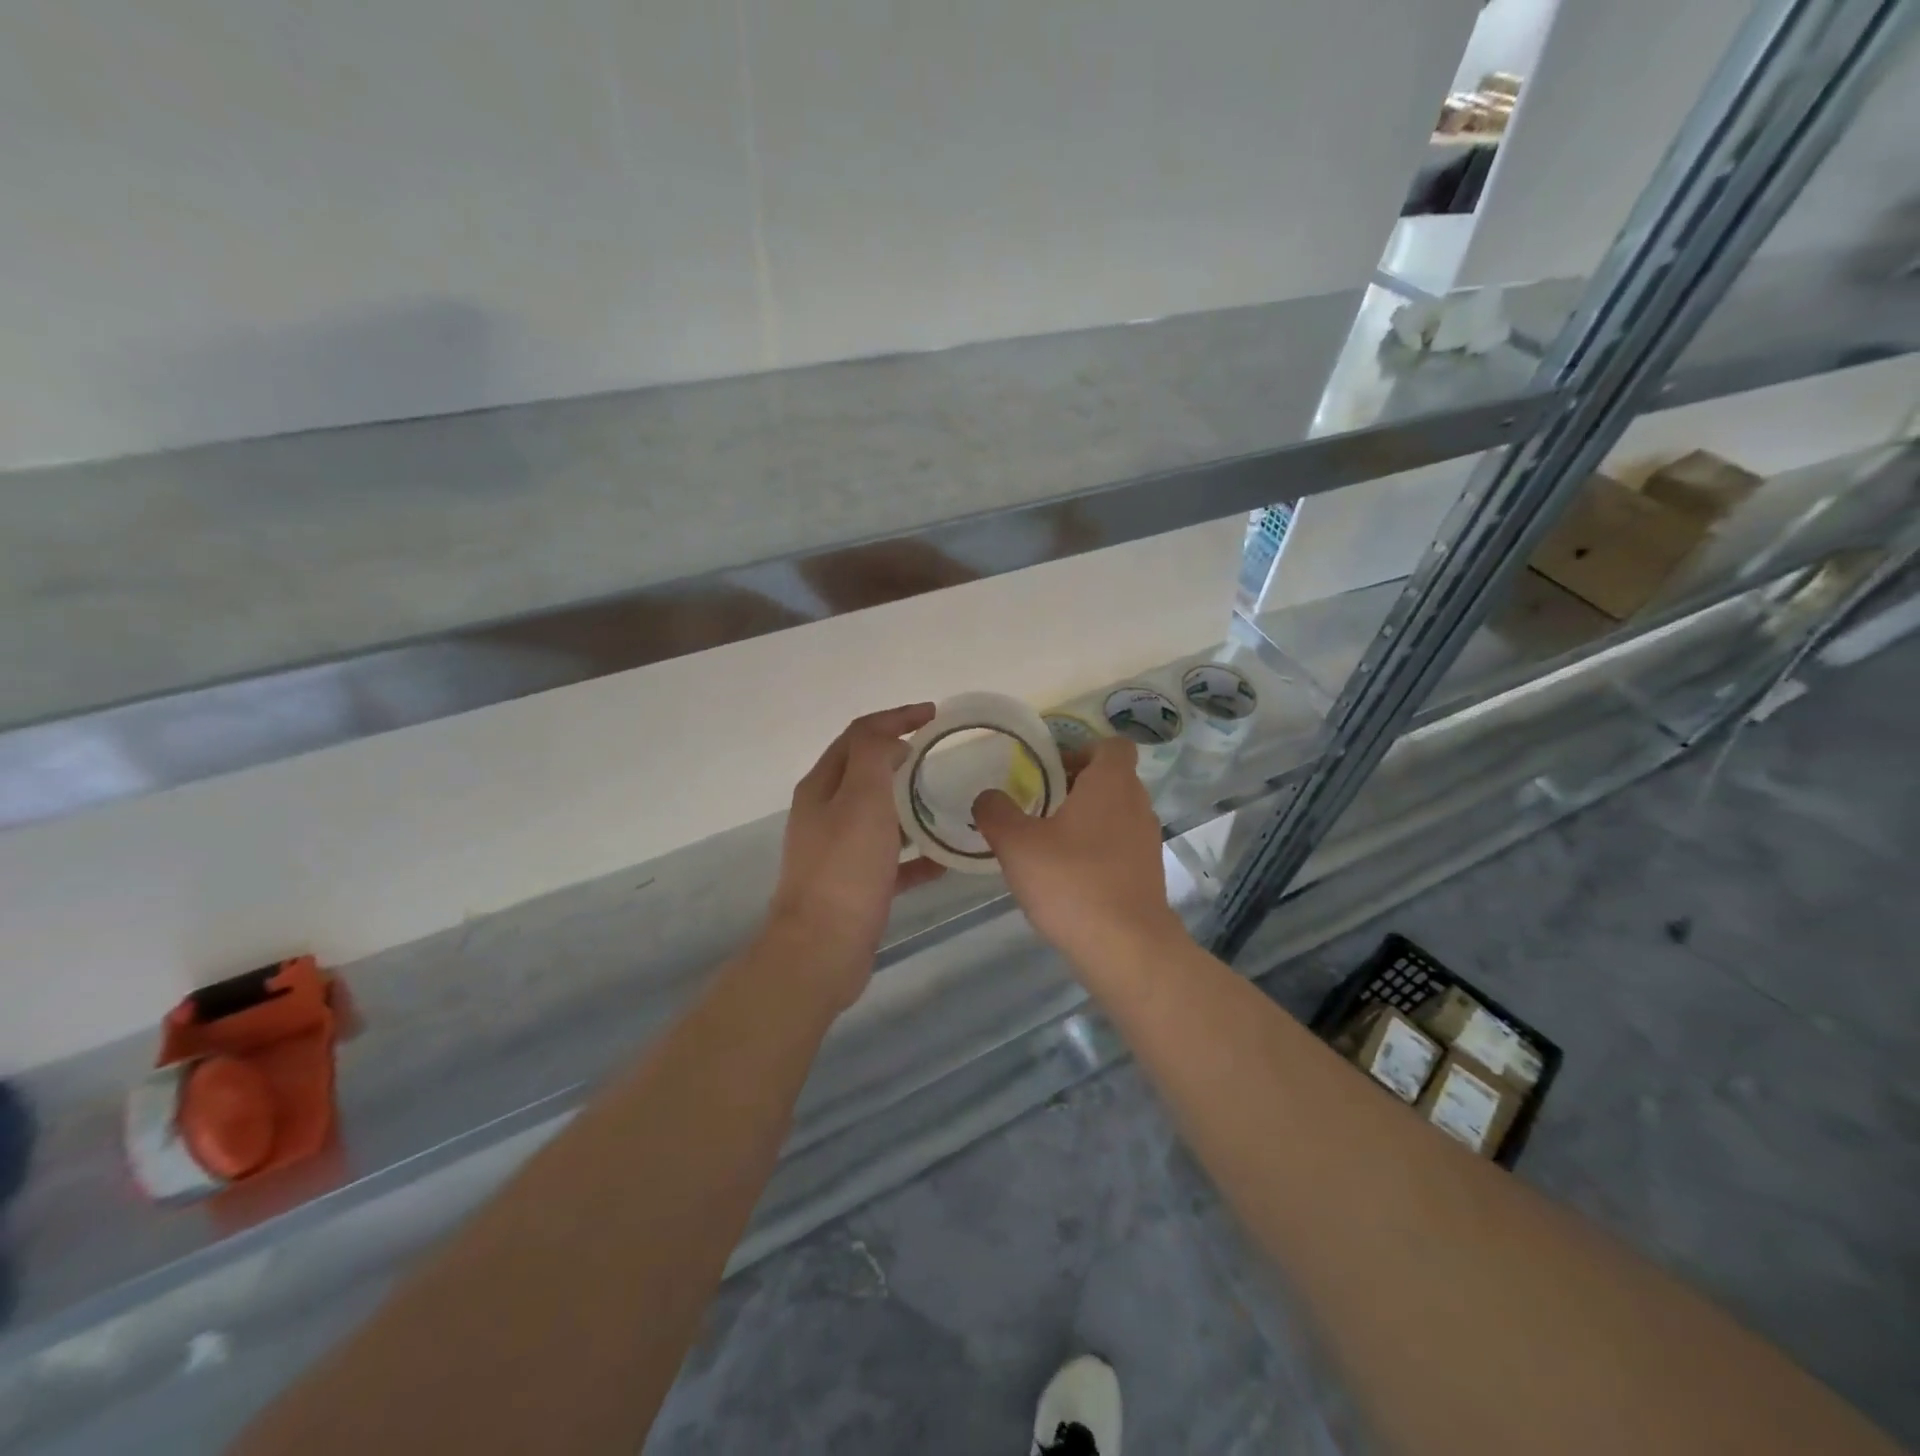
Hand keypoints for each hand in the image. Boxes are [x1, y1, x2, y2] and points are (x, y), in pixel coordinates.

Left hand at [765, 705, 945, 1008]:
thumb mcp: (861, 798)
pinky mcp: (855, 885)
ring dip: (909, 803)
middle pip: (865, 771)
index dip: (894, 718)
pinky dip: (915, 853)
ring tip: (948, 800)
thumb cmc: (845, 868)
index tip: (933, 714)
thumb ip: (874, 757)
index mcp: (822, 786)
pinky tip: (945, 859)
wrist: (822, 949)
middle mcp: (825, 813)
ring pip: (879, 815)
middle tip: (940, 754)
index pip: (858, 735)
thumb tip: (891, 741)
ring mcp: (838, 851)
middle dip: (900, 756)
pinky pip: (891, 860)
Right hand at [972, 737, 1186, 977]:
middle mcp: (1138, 804)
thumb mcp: (1017, 844)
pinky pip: (1120, 844)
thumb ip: (996, 812)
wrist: (1126, 948)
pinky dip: (1097, 848)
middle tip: (1037, 803)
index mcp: (1112, 783)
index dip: (1080, 749)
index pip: (1111, 745)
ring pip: (1115, 813)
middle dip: (1074, 785)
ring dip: (1085, 818)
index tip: (1048, 769)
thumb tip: (987, 797)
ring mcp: (1147, 840)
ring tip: (1047, 841)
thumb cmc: (1072, 882)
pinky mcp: (1148, 873)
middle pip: (1111, 778)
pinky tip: (1067, 875)